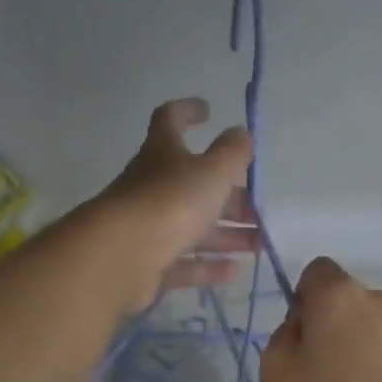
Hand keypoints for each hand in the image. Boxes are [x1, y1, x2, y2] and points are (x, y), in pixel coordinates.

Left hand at [92, 98, 257, 312]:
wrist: (122, 256)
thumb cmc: (170, 202)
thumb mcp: (212, 172)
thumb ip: (232, 153)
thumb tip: (242, 133)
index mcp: (163, 153)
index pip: (170, 120)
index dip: (187, 111)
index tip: (208, 111)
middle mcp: (152, 187)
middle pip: (194, 186)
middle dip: (228, 196)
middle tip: (258, 208)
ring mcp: (149, 228)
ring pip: (194, 228)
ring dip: (228, 234)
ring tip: (259, 243)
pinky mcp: (150, 265)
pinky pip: (185, 263)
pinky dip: (209, 266)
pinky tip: (236, 270)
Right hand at [260, 257, 381, 381]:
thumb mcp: (275, 374)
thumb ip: (283, 336)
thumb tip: (303, 327)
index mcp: (340, 296)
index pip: (317, 271)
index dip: (304, 300)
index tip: (302, 339)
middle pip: (349, 302)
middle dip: (336, 327)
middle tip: (325, 374)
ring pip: (378, 328)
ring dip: (365, 348)